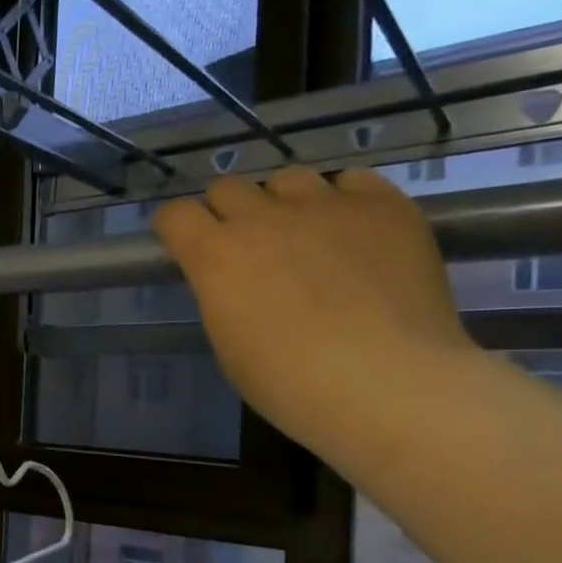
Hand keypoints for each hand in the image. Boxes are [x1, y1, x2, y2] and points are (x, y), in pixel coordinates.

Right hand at [153, 167, 473, 454]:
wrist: (385, 382)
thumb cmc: (288, 382)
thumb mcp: (228, 344)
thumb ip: (223, 296)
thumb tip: (235, 282)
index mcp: (216, 255)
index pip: (176, 214)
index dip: (176, 227)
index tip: (184, 244)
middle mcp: (263, 218)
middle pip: (228, 188)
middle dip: (228, 212)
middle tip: (246, 247)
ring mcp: (325, 205)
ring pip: (288, 179)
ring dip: (284, 202)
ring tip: (305, 235)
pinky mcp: (383, 206)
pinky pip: (353, 181)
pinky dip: (344, 199)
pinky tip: (354, 230)